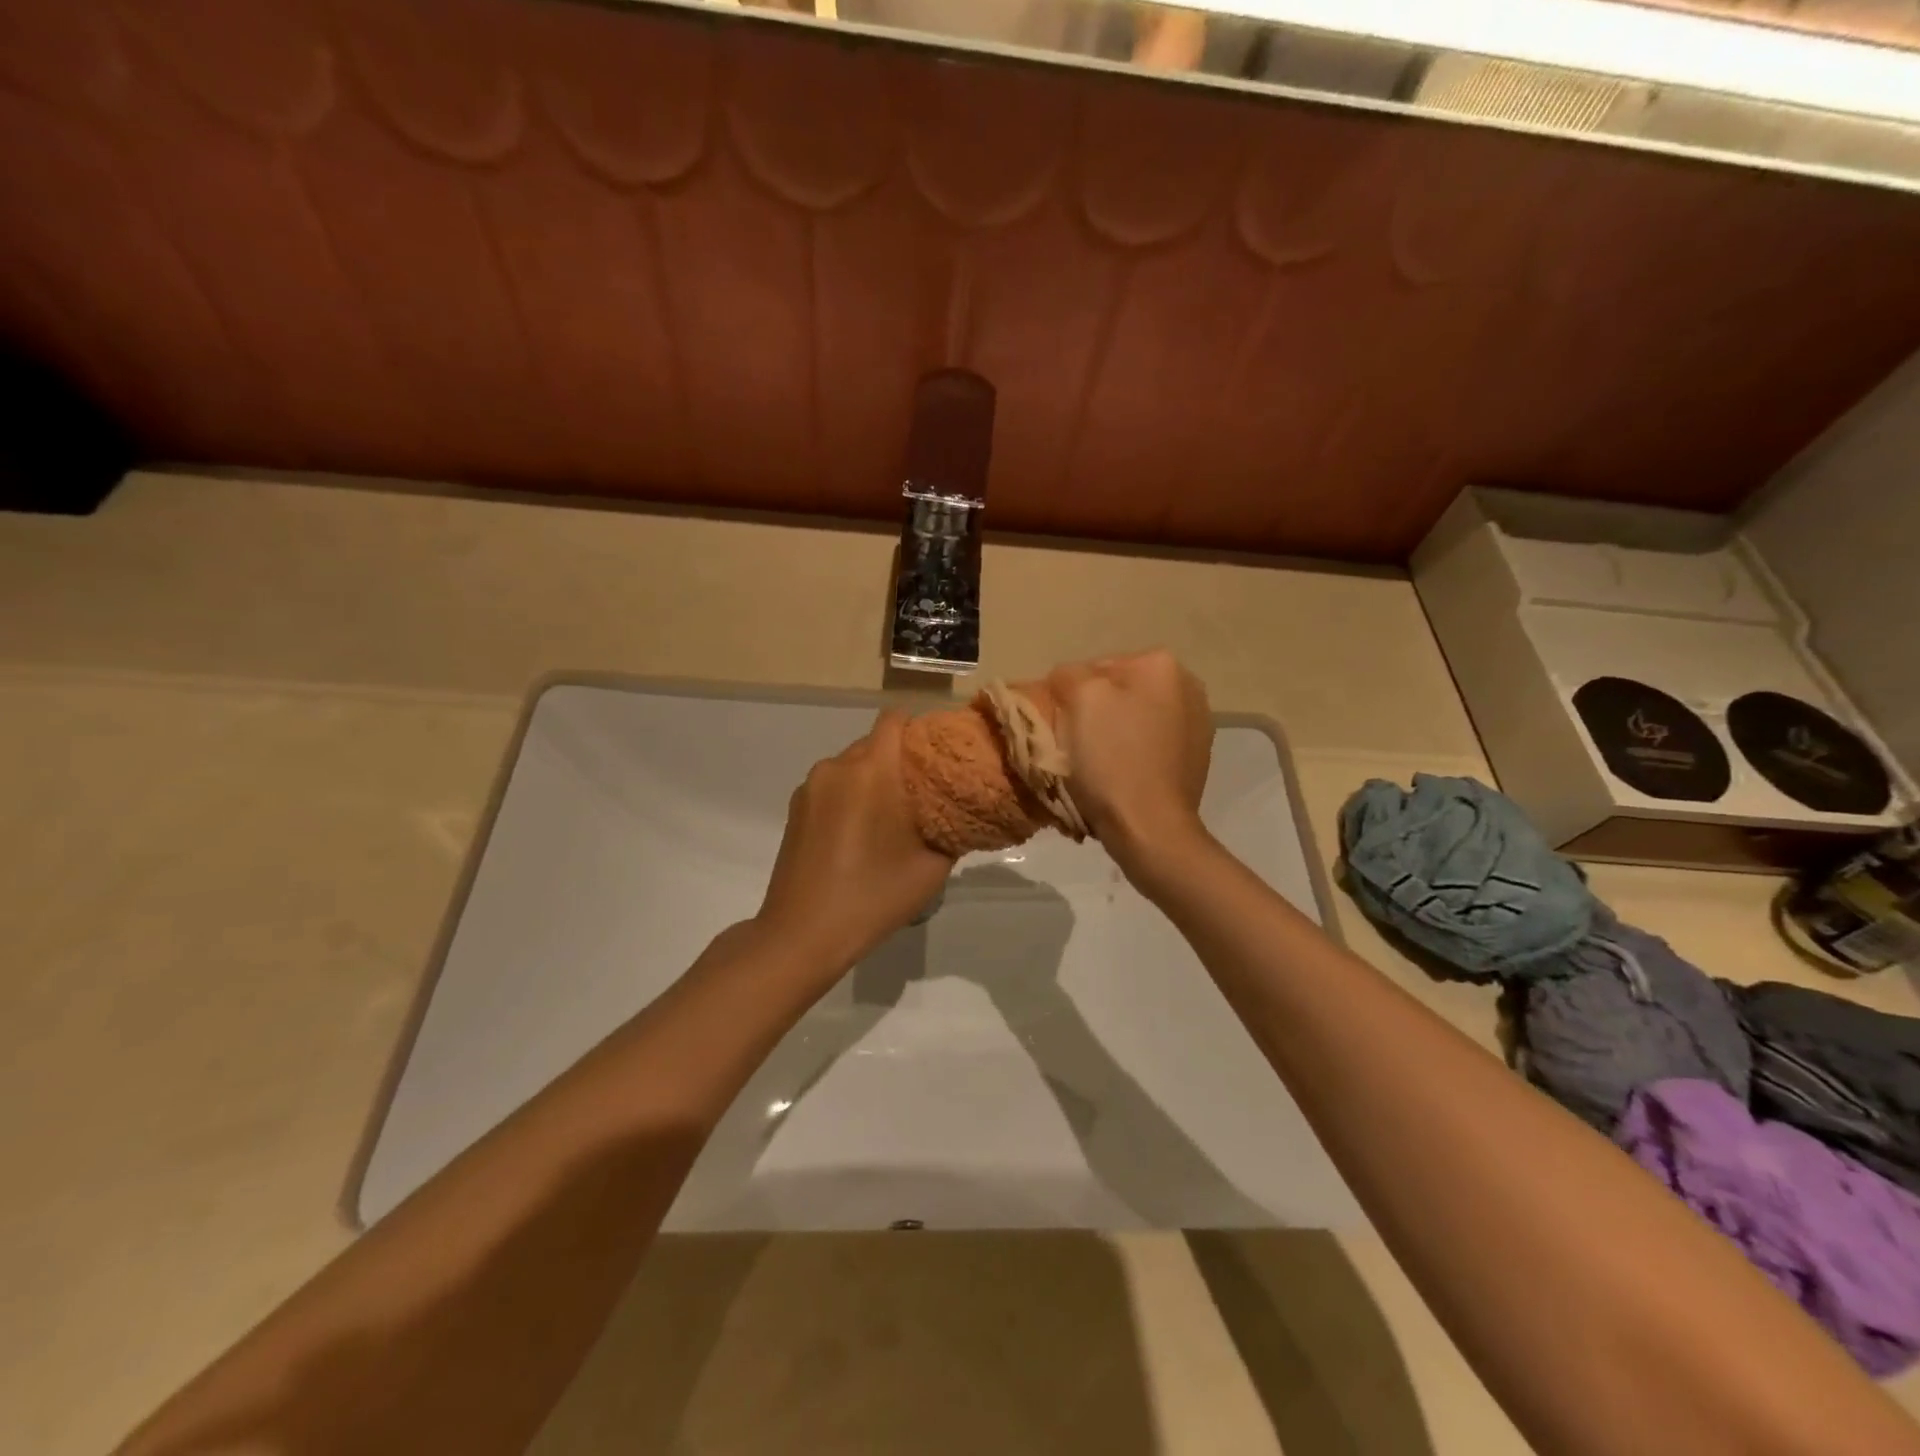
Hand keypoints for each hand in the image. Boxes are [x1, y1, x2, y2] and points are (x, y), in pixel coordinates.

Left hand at [753, 710, 955, 982]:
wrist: (802, 934)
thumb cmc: (873, 896)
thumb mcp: (932, 867)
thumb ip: (951, 828)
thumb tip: (958, 809)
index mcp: (871, 769)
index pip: (895, 719)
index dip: (920, 730)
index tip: (939, 755)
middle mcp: (836, 766)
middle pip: (874, 742)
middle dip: (899, 760)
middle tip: (922, 794)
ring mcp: (810, 787)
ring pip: (851, 766)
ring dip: (872, 781)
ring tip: (889, 819)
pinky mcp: (795, 809)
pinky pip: (832, 787)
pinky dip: (849, 797)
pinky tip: (858, 835)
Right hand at [1046, 650, 1212, 872]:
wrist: (1150, 828)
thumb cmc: (1112, 759)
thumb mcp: (1080, 700)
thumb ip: (1070, 675)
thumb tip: (1068, 679)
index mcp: (1161, 665)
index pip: (1096, 668)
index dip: (1071, 695)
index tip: (1061, 725)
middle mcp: (1188, 687)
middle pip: (1119, 693)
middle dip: (1095, 714)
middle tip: (1075, 745)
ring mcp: (1197, 725)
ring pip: (1134, 720)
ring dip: (1114, 735)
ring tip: (1096, 766)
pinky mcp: (1196, 760)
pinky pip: (1149, 746)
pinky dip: (1132, 756)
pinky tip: (1120, 778)